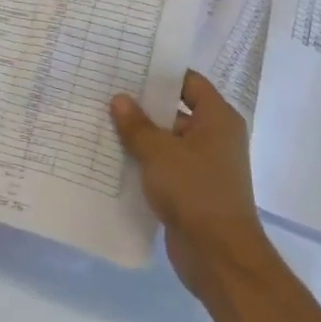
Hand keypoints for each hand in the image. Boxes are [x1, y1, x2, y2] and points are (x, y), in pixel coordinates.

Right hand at [111, 71, 271, 296]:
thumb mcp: (158, 152)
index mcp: (217, 119)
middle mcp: (214, 137)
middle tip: (106, 93)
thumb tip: (119, 99)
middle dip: (143, 105)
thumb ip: (136, 125)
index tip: (128, 66)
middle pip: (175, 110)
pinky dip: (144, 162)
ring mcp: (204, 165)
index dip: (160, 73)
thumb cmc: (195, 191)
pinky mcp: (192, 190)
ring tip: (102, 122)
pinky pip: (164, 166)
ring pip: (167, 141)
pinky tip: (113, 158)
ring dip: (140, 136)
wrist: (219, 256)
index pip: (189, 82)